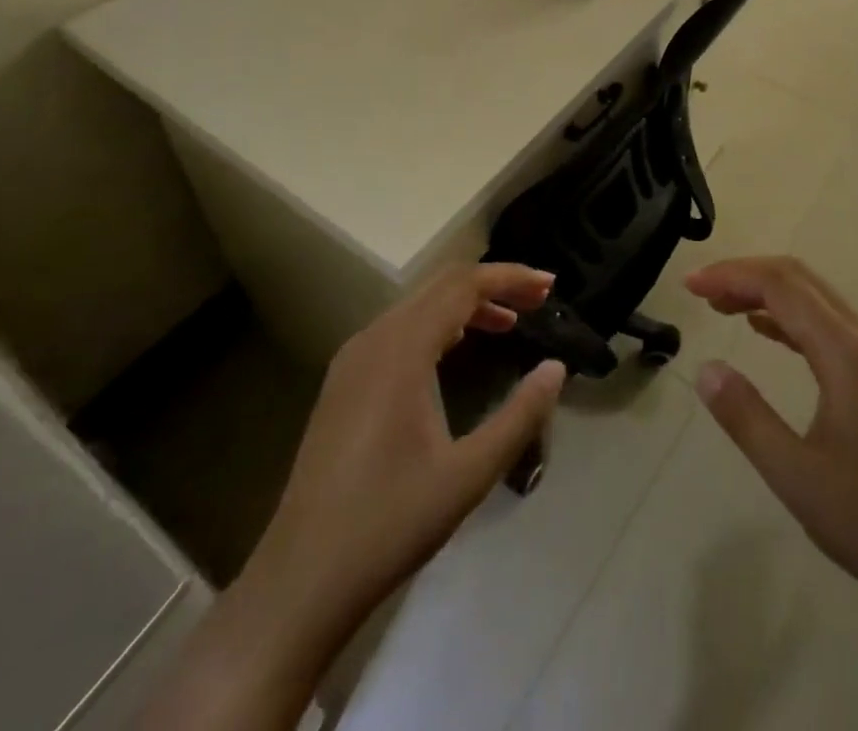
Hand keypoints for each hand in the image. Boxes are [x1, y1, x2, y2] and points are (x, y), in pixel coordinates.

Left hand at [264, 263, 567, 645]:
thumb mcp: (469, 474)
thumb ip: (520, 416)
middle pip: (441, 285)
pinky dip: (439, 323)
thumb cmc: (389, 523)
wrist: (300, 580)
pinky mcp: (345, 381)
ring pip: (419, 305)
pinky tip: (458, 347)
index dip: (510, 277)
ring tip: (511, 322)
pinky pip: (400, 328)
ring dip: (466, 303)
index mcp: (401, 350)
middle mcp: (374, 339)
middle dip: (493, 284)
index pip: (463, 285)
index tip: (550, 286)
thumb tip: (556, 368)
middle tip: (538, 298)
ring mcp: (353, 359)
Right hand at [686, 258, 857, 730]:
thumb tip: (704, 368)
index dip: (732, 275)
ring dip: (767, 292)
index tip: (691, 284)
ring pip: (815, 298)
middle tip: (701, 290)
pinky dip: (789, 316)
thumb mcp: (794, 474)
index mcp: (848, 353)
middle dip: (746, 274)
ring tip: (721, 306)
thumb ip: (745, 416)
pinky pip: (829, 323)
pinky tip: (763, 330)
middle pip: (800, 279)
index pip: (782, 286)